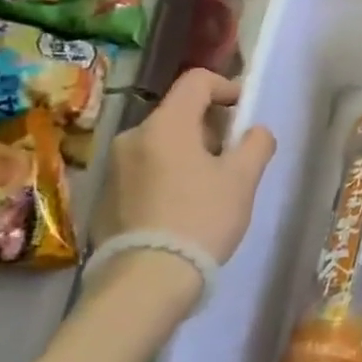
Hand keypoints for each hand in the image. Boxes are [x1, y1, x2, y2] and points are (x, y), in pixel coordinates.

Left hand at [96, 69, 276, 267]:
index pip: (196, 81)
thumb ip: (256, 144)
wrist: (146, 280)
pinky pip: (144, 172)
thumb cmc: (202, 219)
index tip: (245, 113)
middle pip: (179, 114)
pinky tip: (181, 211)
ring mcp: (114, 168)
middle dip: (210, 128)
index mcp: (166, 124)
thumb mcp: (243, 179)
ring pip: (161, 144)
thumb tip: (255, 132)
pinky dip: (167, 177)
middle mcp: (133, 137)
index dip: (227, 87)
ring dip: (188, 154)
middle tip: (233, 159)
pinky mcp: (104, 198)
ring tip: (209, 189)